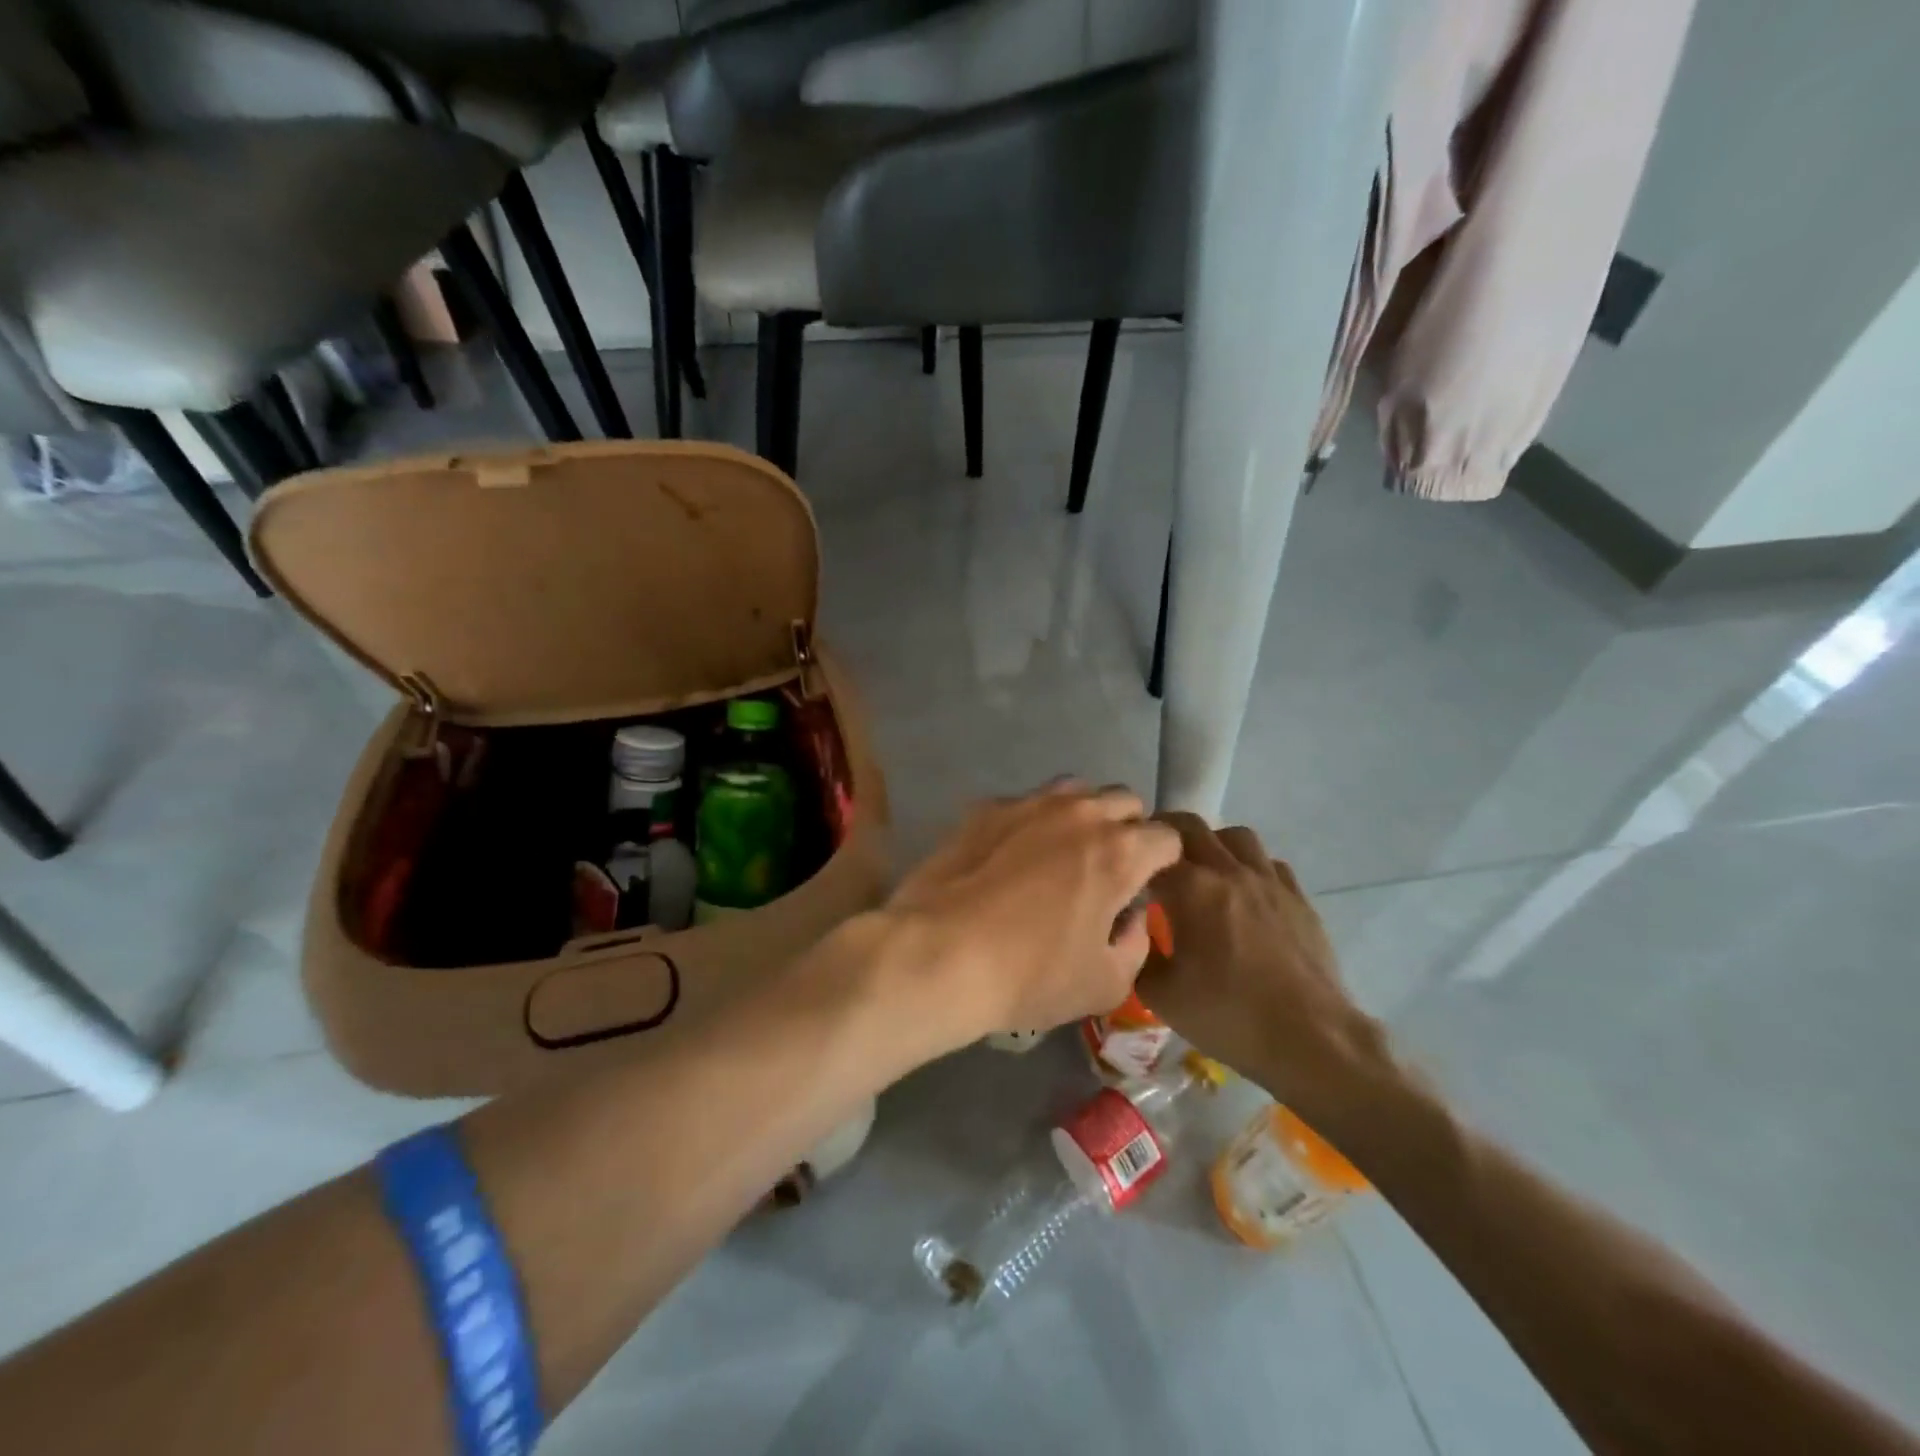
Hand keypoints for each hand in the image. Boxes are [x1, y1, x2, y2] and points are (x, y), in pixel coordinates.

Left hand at [882, 783, 1181, 1054]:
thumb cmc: (1030, 976)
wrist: (940, 953)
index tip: (1148, 885)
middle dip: (1128, 829)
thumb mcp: (1105, 984)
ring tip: (1064, 851)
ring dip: (1083, 814)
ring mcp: (1029, 803)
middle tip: (1108, 868)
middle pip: (1125, 801)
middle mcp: (1081, 814)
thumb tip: (1132, 916)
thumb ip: (1136, 944)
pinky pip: (1025, 802)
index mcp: (1120, 853)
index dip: (1164, 862)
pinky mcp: (986, 807)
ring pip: (1076, 790)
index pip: (1168, 838)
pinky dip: (1032, 821)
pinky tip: (1011, 854)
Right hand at [1135, 814, 1390, 1126]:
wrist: (1312, 1040)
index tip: (1123, 872)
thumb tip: (1133, 932)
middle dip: (1165, 834)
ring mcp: (1269, 881)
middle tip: (1153, 857)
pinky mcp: (1298, 898)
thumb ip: (1138, 954)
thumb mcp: (1161, 995)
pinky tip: (1245, 893)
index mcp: (1191, 889)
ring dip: (1212, 843)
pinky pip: (1269, 863)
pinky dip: (1250, 866)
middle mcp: (1229, 871)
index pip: (1150, 851)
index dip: (1132, 857)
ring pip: (1236, 836)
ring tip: (1203, 869)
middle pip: (1191, 826)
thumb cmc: (1229, 1016)